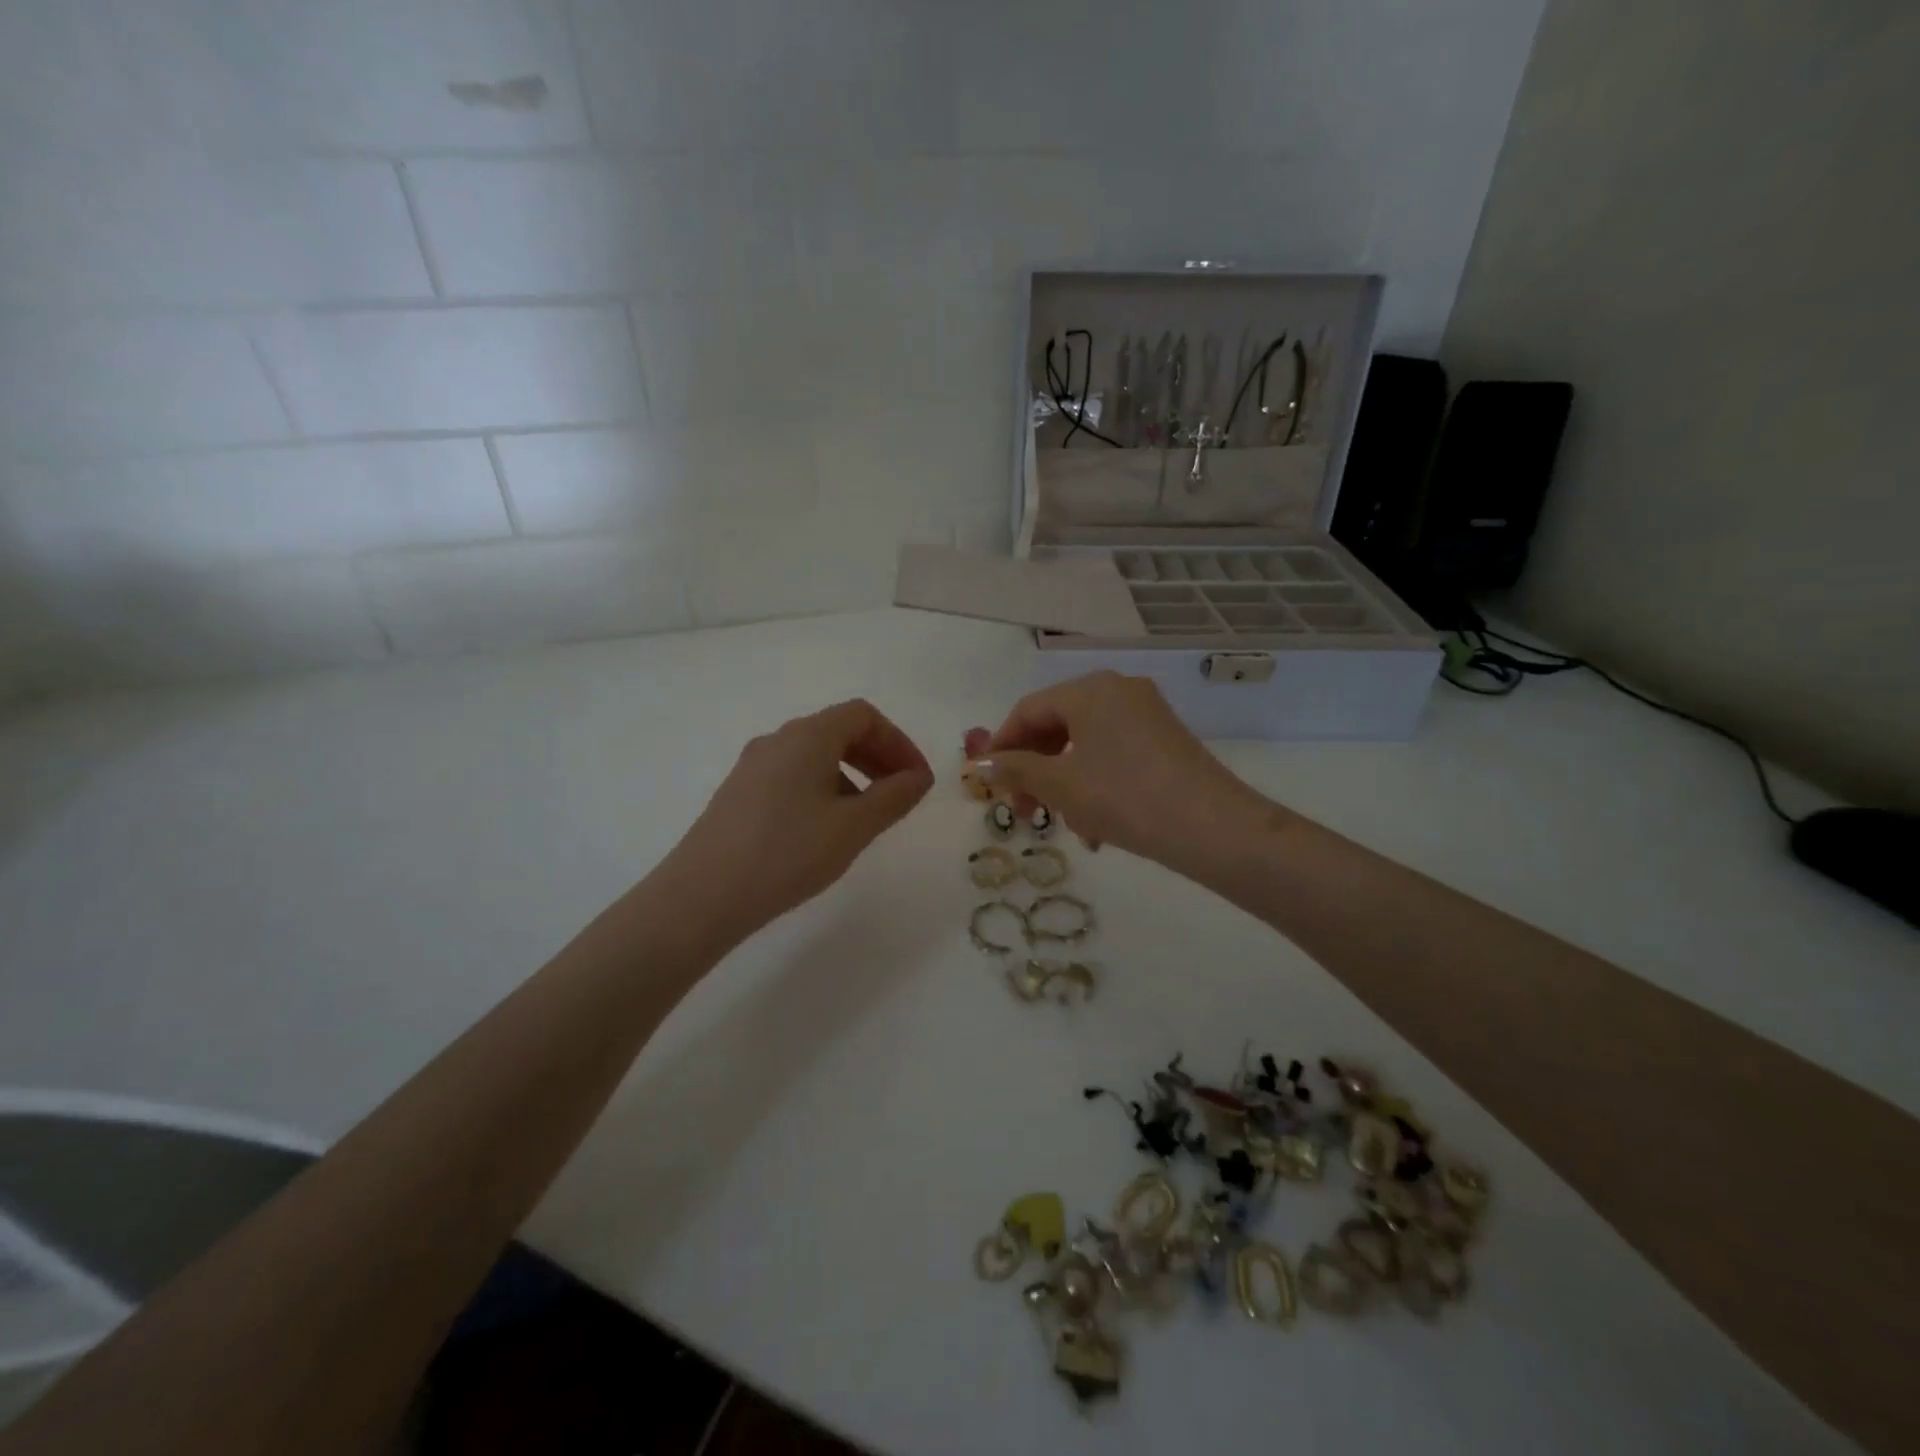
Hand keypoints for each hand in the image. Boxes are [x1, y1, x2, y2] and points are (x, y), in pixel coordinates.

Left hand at [666, 699, 933, 940]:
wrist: (703, 895)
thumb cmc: (787, 853)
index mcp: (808, 736)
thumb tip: (919, 777)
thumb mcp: (853, 827)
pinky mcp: (739, 794)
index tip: (917, 780)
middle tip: (900, 794)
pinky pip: (792, 776)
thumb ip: (894, 797)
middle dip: (878, 757)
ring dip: (852, 775)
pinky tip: (826, 830)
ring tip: (867, 817)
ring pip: (815, 756)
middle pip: (838, 731)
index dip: (898, 742)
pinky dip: (823, 789)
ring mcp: (753, 766)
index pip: (863, 716)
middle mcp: (778, 740)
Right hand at [979, 672, 1267, 867]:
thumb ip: (1015, 769)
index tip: (988, 783)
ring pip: (1085, 745)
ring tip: (1065, 825)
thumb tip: (980, 763)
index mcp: (1089, 690)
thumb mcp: (1060, 785)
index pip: (1028, 710)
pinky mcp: (1165, 740)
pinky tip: (1096, 826)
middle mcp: (1118, 690)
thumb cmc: (1124, 797)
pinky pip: (1113, 754)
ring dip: (1064, 783)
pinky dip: (1095, 783)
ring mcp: (1146, 714)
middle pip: (1057, 726)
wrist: (1211, 827)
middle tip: (1022, 810)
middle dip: (1034, 770)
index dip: (1002, 746)